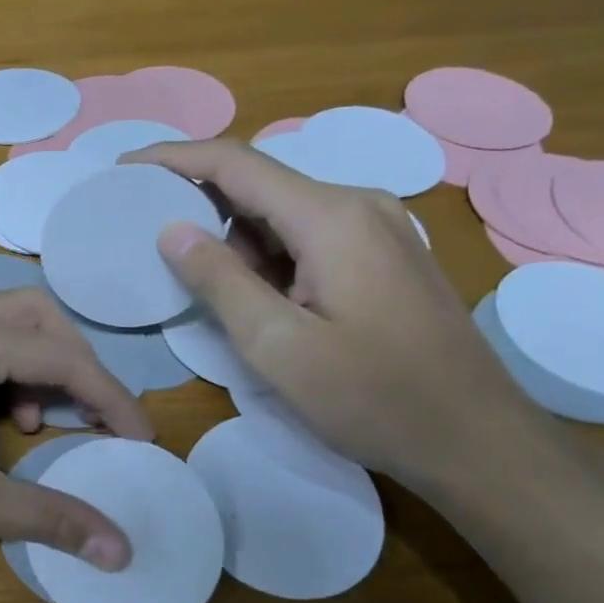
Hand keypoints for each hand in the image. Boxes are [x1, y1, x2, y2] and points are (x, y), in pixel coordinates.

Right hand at [128, 139, 550, 493]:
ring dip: (232, 235)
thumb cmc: (377, 399)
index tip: (123, 168)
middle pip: (259, 182)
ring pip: (281, 212)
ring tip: (190, 274)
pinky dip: (265, 254)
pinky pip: (306, 236)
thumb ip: (219, 281)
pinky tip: (248, 292)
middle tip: (142, 228)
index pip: (236, 162)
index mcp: (332, 217)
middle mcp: (358, 205)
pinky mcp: (383, 257)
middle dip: (197, 199)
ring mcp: (377, 230)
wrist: (481, 444)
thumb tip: (172, 229)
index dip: (173, 158)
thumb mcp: (279, 347)